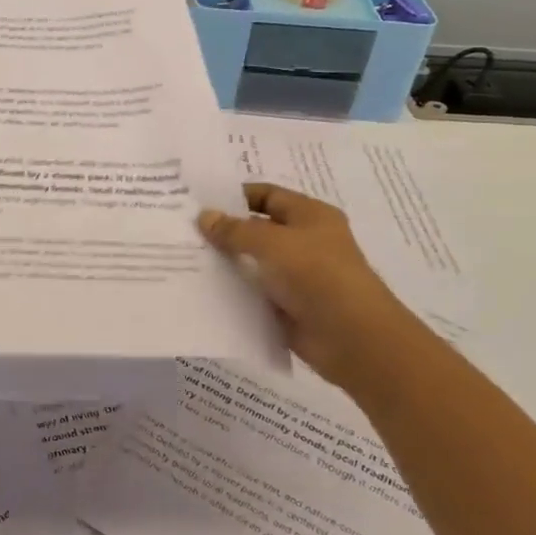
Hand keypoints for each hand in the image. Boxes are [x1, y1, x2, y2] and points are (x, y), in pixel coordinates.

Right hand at [197, 183, 407, 386]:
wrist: (353, 338)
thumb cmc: (317, 275)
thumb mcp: (272, 243)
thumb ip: (235, 230)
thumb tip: (204, 217)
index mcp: (310, 216)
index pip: (267, 195)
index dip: (235, 196)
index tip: (198, 202)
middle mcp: (304, 242)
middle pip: (257, 229)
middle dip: (224, 230)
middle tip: (182, 229)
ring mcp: (296, 276)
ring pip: (252, 263)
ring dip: (225, 262)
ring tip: (183, 258)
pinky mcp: (287, 307)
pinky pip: (254, 293)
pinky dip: (232, 291)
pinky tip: (201, 289)